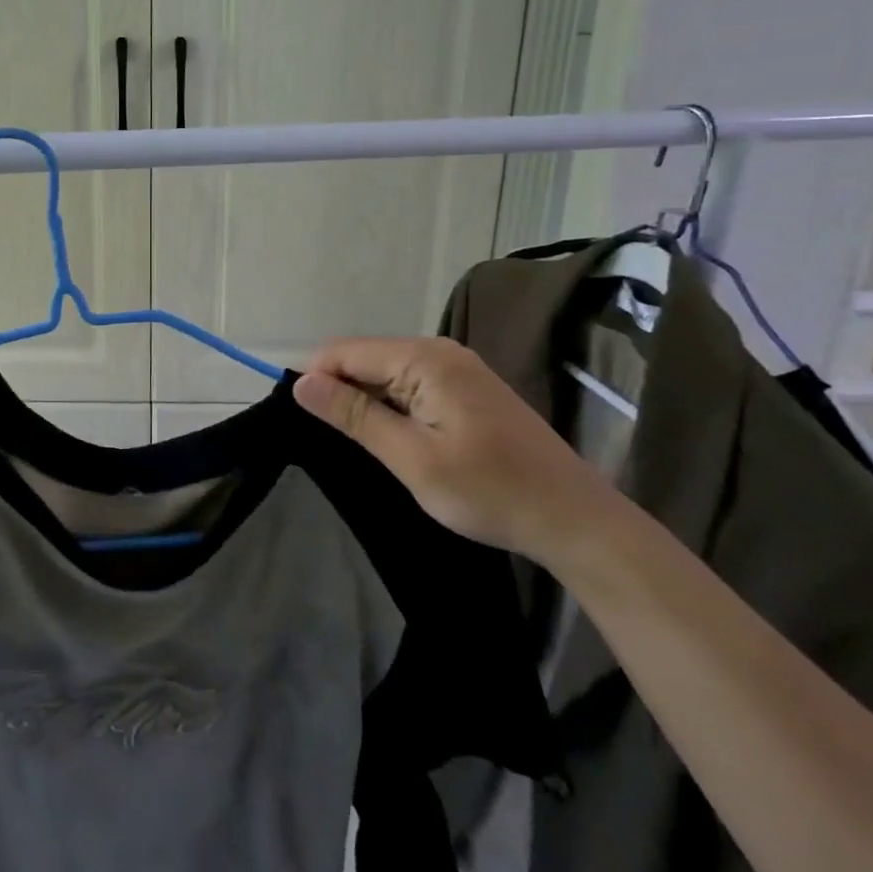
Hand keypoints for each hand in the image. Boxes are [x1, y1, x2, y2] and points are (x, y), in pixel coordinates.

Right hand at [293, 336, 610, 559]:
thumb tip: (300, 383)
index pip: (346, 351)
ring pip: (386, 372)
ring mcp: (457, 368)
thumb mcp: (412, 458)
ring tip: (352, 441)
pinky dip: (389, 406)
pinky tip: (388, 437)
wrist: (575, 520)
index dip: (315, 378)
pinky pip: (410, 384)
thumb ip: (354, 415)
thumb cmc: (490, 491)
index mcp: (425, 359)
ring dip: (364, 400)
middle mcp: (440, 351)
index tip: (296, 418)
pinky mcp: (467, 389)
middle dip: (338, 389)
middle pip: (365, 357)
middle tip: (326, 438)